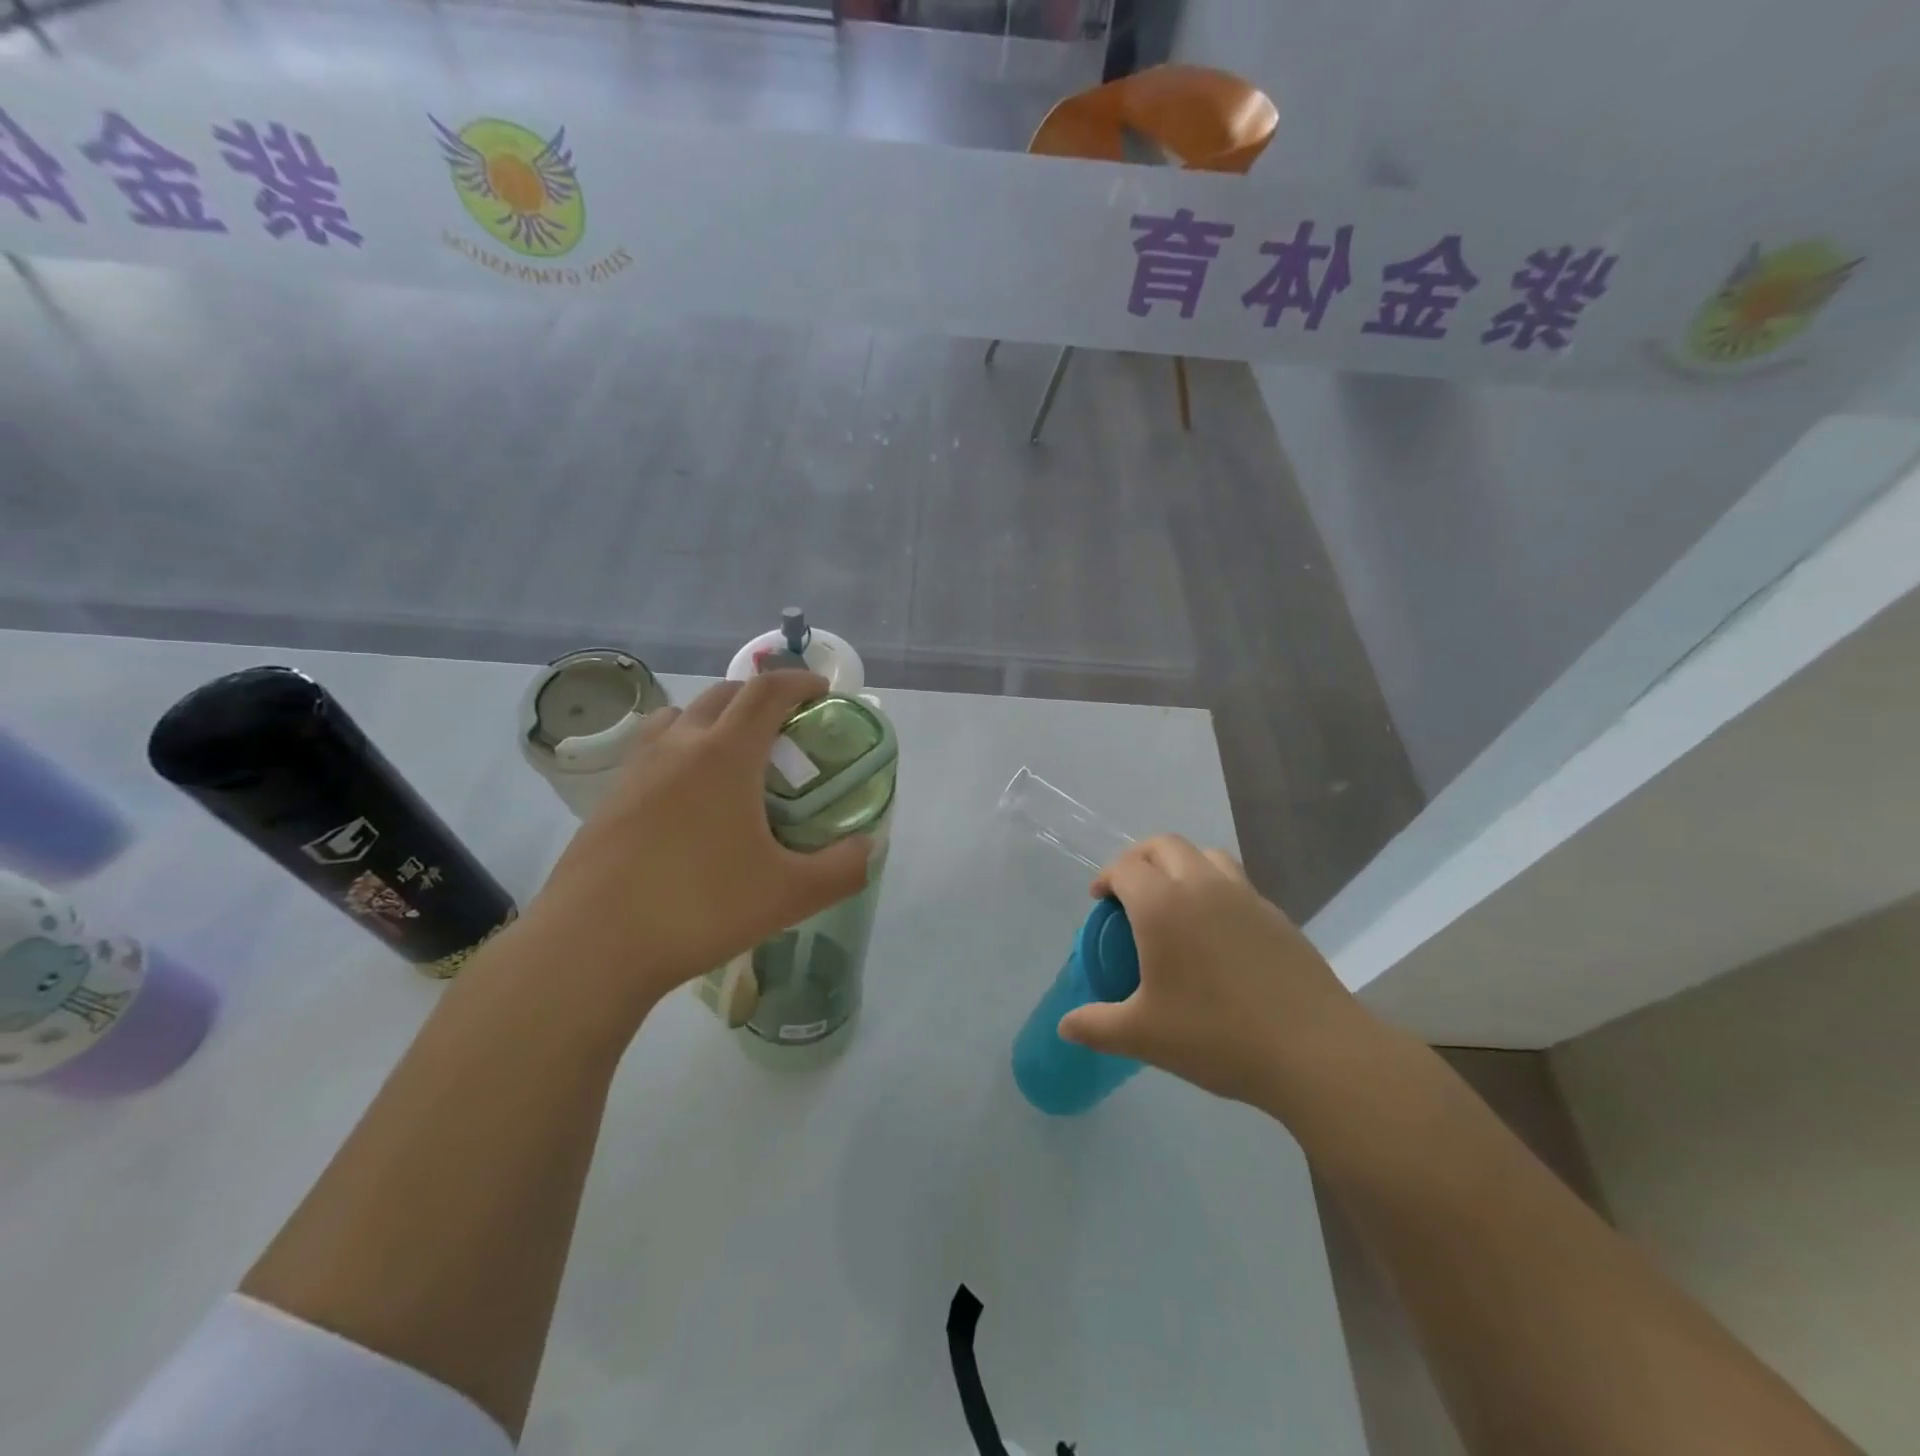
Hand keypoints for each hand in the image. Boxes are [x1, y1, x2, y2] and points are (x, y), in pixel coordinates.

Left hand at [524, 672, 871, 1015]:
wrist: (590, 946)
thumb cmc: (698, 908)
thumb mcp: (790, 895)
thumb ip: (844, 868)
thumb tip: (869, 847)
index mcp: (725, 755)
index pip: (767, 691)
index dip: (799, 681)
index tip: (823, 691)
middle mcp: (678, 746)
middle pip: (723, 694)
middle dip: (760, 696)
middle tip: (787, 727)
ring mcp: (636, 770)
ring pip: (679, 717)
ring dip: (714, 717)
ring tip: (734, 755)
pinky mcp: (609, 799)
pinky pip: (652, 750)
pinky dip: (681, 750)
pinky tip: (688, 800)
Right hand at [1056, 836, 1362, 1109]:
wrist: (1314, 1051)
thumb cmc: (1217, 1036)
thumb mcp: (1144, 1036)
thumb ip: (1097, 1026)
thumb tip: (1064, 1026)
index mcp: (1163, 905)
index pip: (1125, 868)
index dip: (1106, 878)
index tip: (1100, 902)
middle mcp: (1202, 886)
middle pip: (1164, 846)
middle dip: (1139, 859)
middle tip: (1129, 893)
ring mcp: (1245, 896)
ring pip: (1206, 855)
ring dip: (1181, 865)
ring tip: (1174, 902)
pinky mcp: (1277, 915)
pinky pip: (1236, 883)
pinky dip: (1215, 889)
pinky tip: (1217, 935)